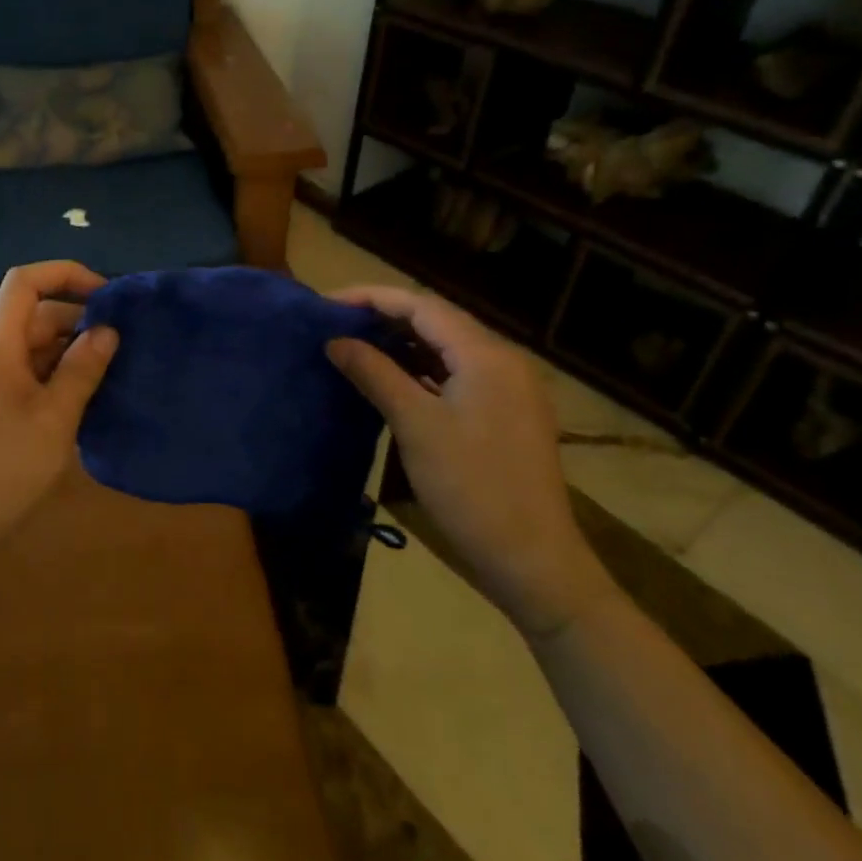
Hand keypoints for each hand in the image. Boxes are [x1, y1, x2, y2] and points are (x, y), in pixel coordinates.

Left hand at [0, 262, 119, 545]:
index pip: (24, 282)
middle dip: (79, 318)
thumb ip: (82, 369)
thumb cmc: (5, 468)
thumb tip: (107, 330)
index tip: (106, 295)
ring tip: (116, 367)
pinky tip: (90, 395)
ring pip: (37, 346)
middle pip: (36, 314)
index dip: (64, 274)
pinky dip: (61, 374)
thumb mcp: (55, 418)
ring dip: (73, 350)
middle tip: (124, 340)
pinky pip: (33, 373)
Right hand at [326, 285, 615, 639]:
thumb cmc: (471, 488)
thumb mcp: (415, 425)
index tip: (327, 304)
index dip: (371, 297)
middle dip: (384, 316)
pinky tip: (391, 378)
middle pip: (436, 321)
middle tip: (337, 323)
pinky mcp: (505, 414)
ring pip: (446, 348)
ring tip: (355, 344)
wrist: (533, 563)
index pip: (421, 305)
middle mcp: (502, 361)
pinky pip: (456, 374)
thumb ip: (374, 373)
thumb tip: (335, 340)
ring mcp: (508, 389)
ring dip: (402, 343)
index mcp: (486, 355)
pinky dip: (421, 369)